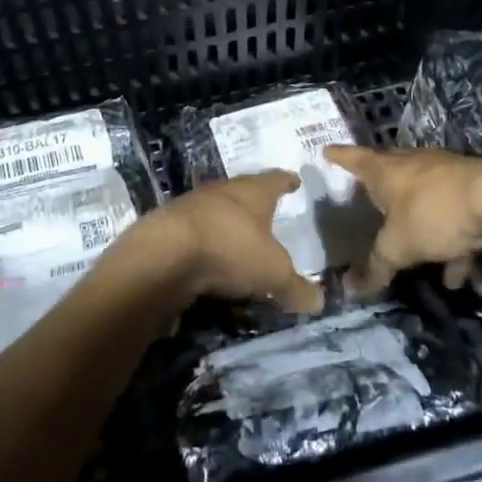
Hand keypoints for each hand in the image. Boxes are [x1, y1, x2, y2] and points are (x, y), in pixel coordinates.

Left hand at [119, 172, 323, 315]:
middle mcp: (221, 191)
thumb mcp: (273, 274)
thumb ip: (296, 288)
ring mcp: (190, 207)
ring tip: (238, 240)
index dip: (286, 181)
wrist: (163, 254)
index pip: (275, 180)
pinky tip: (208, 260)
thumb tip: (319, 301)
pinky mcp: (167, 228)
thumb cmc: (230, 249)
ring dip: (226, 224)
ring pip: (216, 211)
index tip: (294, 179)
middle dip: (254, 203)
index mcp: (253, 191)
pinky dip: (204, 245)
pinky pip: (194, 234)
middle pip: (243, 192)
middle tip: (267, 213)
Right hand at [324, 147, 481, 291]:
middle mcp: (414, 166)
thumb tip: (353, 290)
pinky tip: (455, 277)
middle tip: (365, 200)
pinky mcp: (473, 195)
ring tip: (414, 258)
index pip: (354, 158)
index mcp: (386, 170)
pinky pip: (454, 222)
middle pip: (390, 174)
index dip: (339, 157)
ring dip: (420, 229)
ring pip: (424, 202)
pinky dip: (452, 247)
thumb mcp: (398, 246)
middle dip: (380, 190)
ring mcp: (446, 178)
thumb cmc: (434, 214)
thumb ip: (377, 266)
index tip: (326, 150)